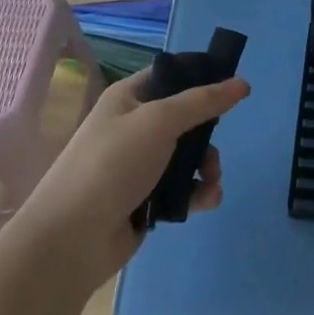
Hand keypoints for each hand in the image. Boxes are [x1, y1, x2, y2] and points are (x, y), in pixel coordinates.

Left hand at [12, 67, 248, 289]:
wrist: (71, 239)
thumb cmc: (113, 164)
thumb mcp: (160, 121)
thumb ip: (203, 101)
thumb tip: (242, 83)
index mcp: (128, 97)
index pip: (170, 75)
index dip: (200, 77)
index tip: (232, 86)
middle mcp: (132, 127)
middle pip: (184, 119)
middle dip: (207, 134)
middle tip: (215, 148)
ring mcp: (137, 166)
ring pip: (186, 156)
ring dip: (206, 167)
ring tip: (212, 183)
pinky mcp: (144, 200)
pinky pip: (180, 188)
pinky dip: (197, 193)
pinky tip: (206, 202)